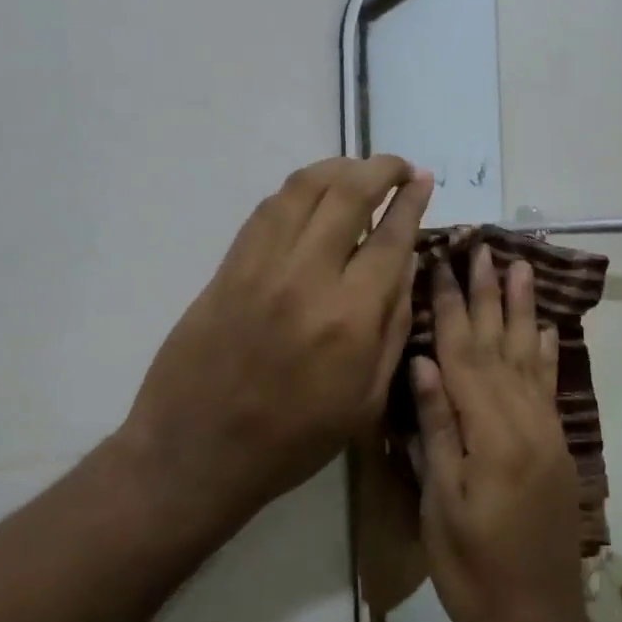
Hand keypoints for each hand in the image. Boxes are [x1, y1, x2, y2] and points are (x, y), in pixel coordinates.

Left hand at [107, 156, 432, 540]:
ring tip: (358, 171)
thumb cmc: (294, 439)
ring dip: (338, 168)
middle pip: (348, 193)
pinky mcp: (228, 267)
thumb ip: (394, 326)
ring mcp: (260, 267)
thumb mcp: (366, 399)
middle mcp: (307, 277)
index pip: (390, 236)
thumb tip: (405, 263)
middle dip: (381, 168)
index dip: (412, 201)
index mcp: (350, 317)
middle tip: (399, 168)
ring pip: (303, 188)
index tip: (424, 180)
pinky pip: (267, 209)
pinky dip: (297, 191)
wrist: (197, 453)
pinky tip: (313, 196)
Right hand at [413, 246, 593, 621]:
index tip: (440, 263)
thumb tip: (425, 361)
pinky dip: (544, 350)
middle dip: (489, 293)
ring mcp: (545, 430)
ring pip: (529, 355)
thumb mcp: (441, 503)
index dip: (450, 306)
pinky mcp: (555, 445)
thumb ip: (437, 428)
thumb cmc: (472, 569)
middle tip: (483, 248)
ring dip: (522, 308)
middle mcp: (524, 419)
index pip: (464, 353)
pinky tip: (543, 326)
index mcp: (490, 432)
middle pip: (500, 343)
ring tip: (520, 266)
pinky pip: (548, 385)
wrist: (537, 620)